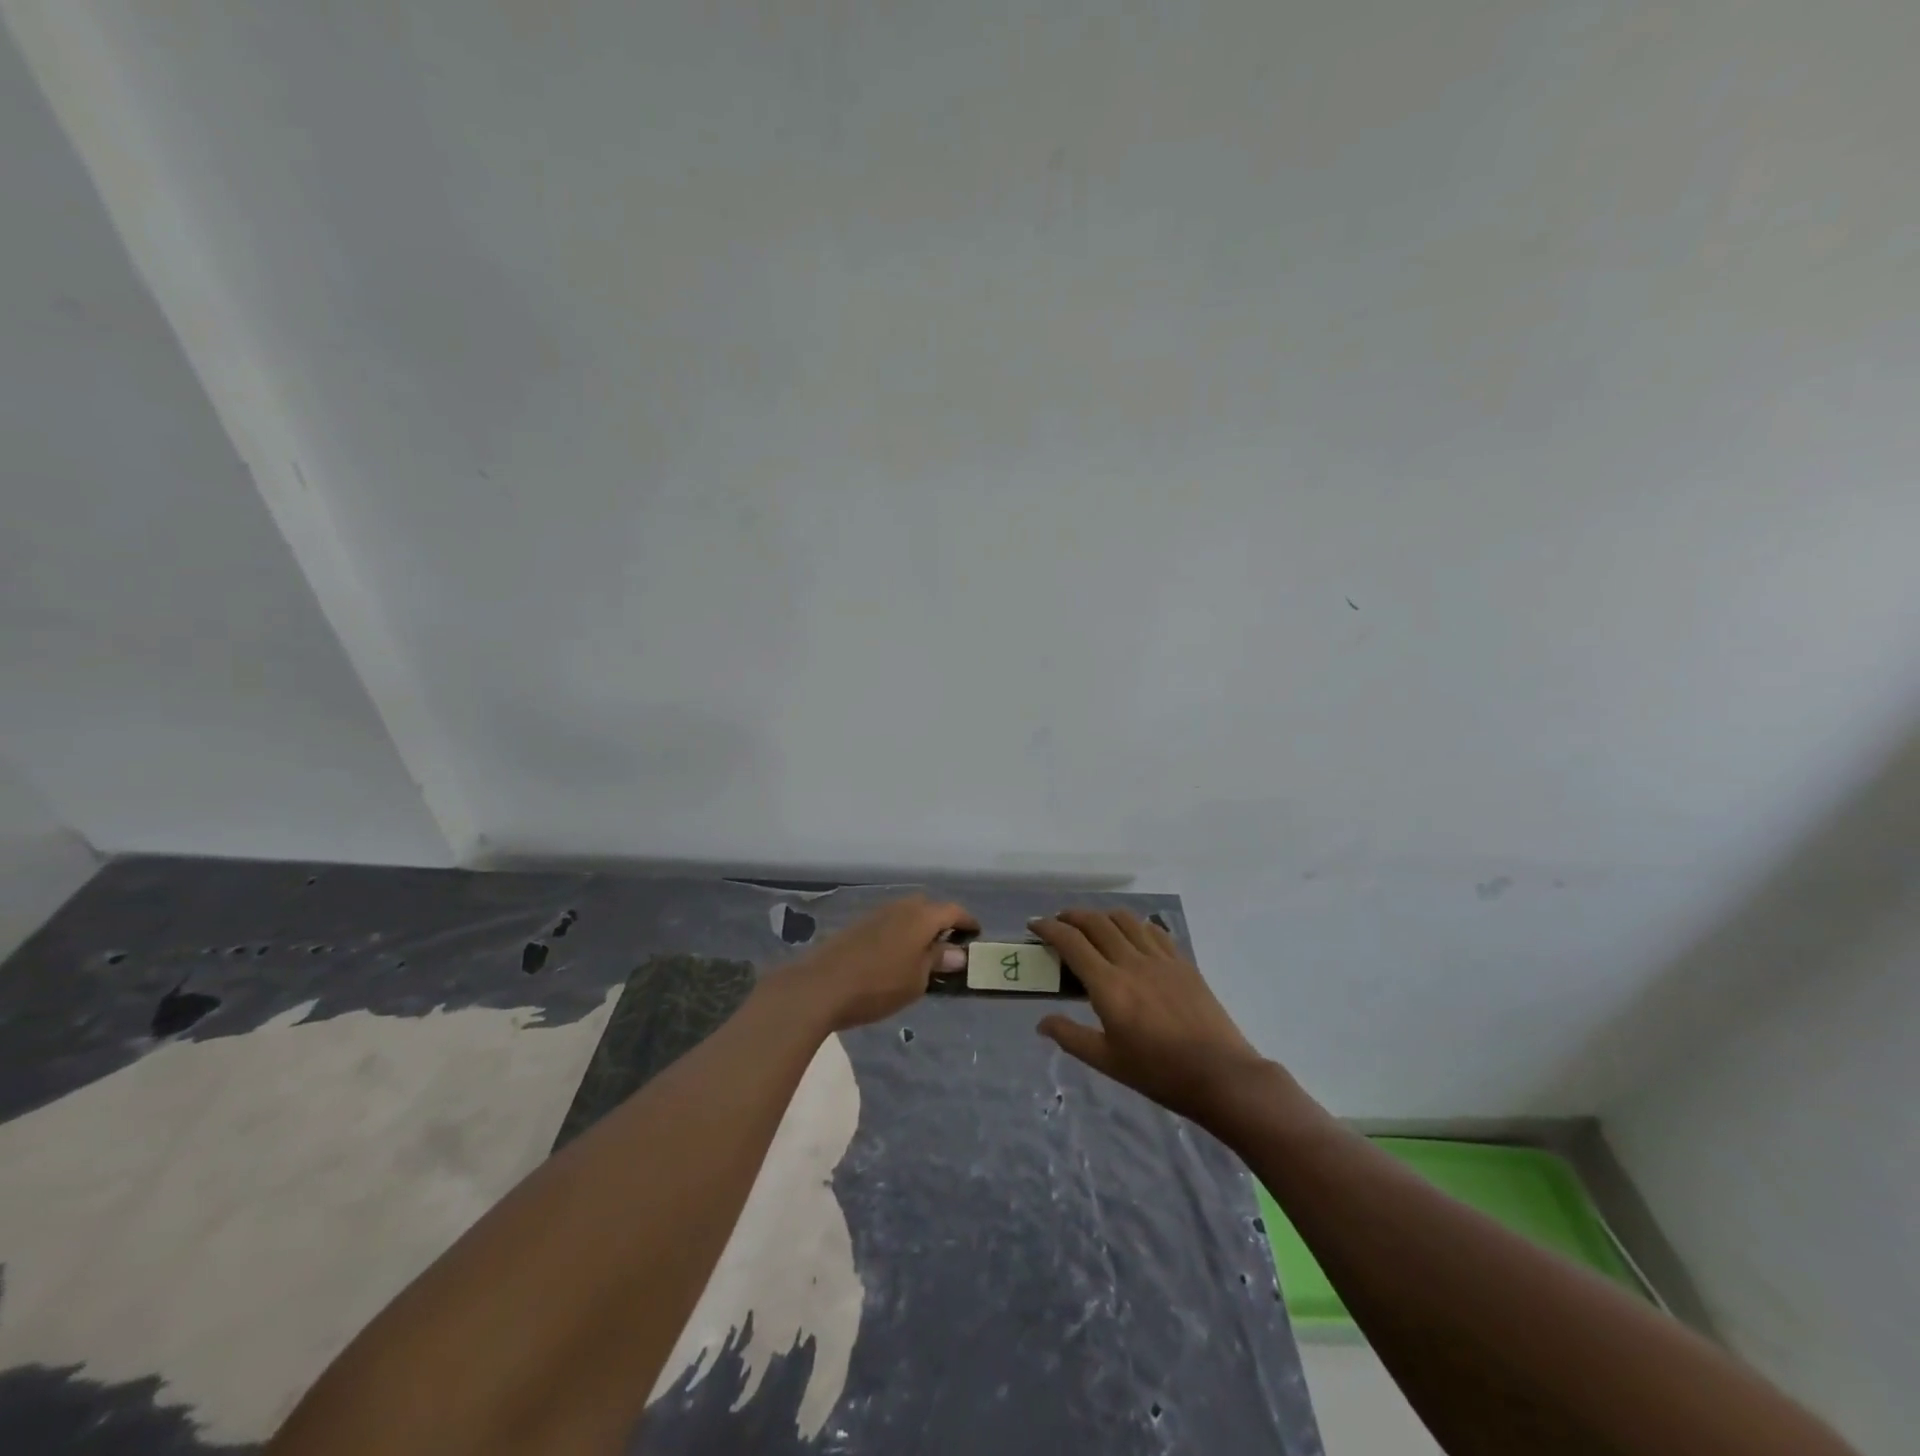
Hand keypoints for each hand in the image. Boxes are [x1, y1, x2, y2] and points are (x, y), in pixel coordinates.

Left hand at [785, 896, 977, 1031]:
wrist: (821, 985)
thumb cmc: (878, 985)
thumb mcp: (917, 980)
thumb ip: (937, 961)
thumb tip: (957, 952)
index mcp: (921, 917)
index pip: (953, 911)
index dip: (967, 921)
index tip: (976, 933)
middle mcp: (900, 907)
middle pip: (928, 907)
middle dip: (942, 922)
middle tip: (950, 944)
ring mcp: (876, 914)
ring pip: (906, 913)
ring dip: (919, 927)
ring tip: (924, 952)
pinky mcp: (858, 925)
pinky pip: (890, 922)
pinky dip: (900, 933)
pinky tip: (897, 954)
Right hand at [1030, 909, 1267, 1124]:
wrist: (1220, 1075)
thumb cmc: (1159, 1073)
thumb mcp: (1108, 1061)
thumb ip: (1071, 1037)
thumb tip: (1041, 1022)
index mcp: (1109, 986)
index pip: (1072, 942)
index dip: (1049, 928)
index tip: (1034, 925)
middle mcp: (1132, 962)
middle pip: (1096, 922)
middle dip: (1072, 916)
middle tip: (1058, 922)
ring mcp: (1161, 959)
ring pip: (1126, 920)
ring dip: (1102, 915)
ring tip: (1092, 925)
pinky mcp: (1183, 963)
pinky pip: (1153, 931)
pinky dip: (1134, 925)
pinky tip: (1131, 935)